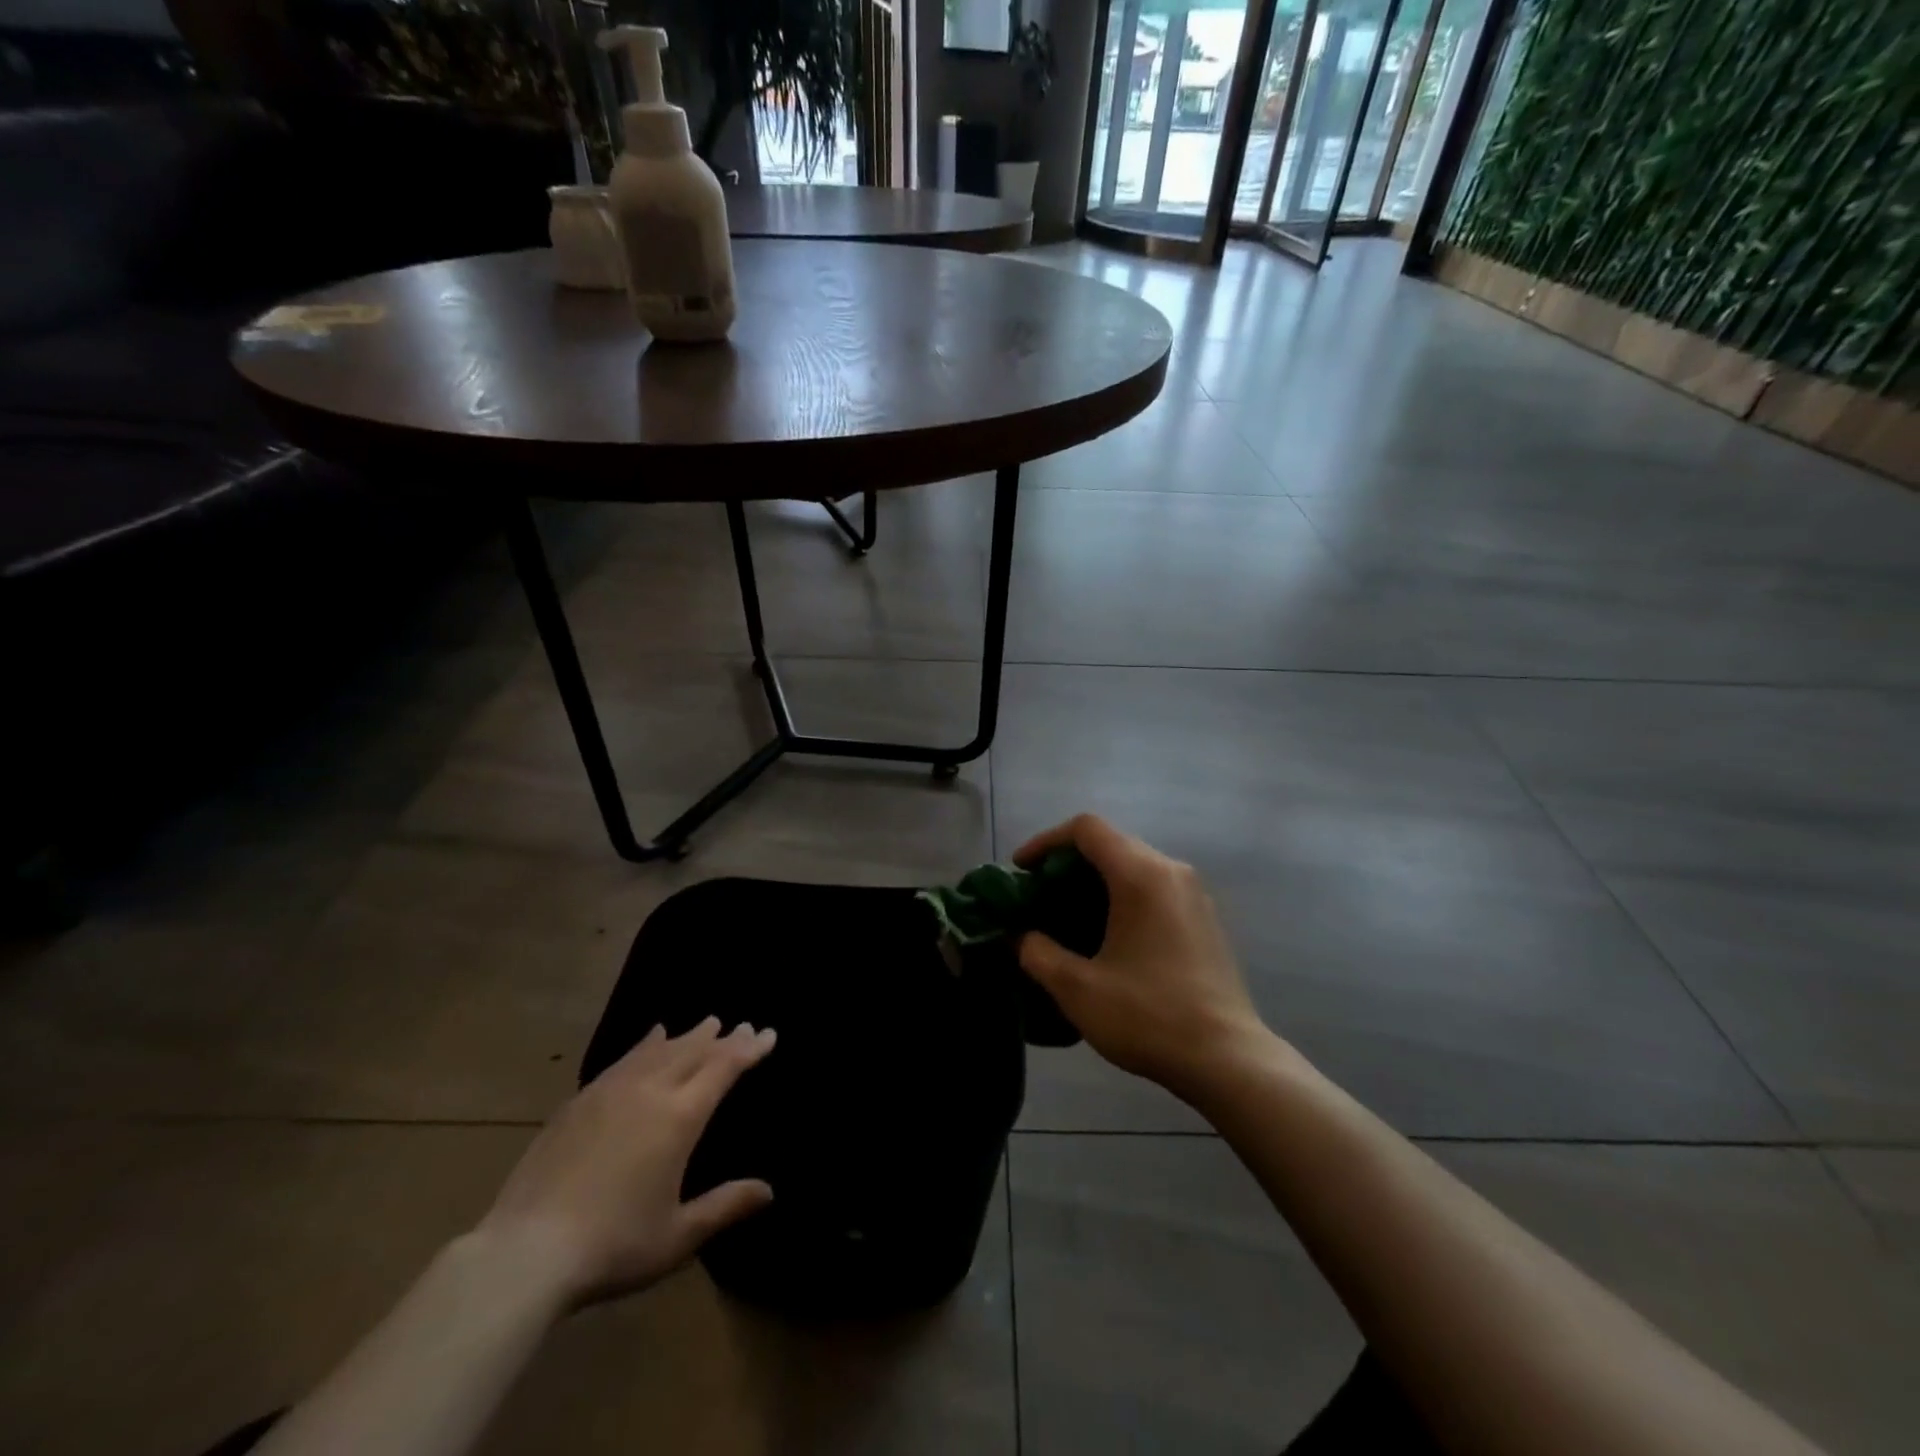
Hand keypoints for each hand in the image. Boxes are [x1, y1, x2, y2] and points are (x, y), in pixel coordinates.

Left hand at [476, 1018, 775, 1307]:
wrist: (525, 1252)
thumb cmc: (613, 1246)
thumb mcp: (677, 1236)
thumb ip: (725, 1207)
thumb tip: (769, 1191)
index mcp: (679, 1118)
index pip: (723, 1069)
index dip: (749, 1050)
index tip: (768, 1034)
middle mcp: (649, 1091)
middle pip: (693, 1052)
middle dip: (722, 1038)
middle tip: (742, 1026)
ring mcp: (610, 1091)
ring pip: (659, 1050)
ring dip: (687, 1036)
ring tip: (706, 1024)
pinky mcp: (579, 1101)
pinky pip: (624, 1059)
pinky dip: (646, 1044)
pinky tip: (650, 1039)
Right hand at [1015, 814, 1274, 1098]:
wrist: (1227, 1060)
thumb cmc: (1149, 1016)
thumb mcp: (1077, 989)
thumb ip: (1037, 953)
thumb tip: (1020, 936)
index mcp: (1141, 876)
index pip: (1086, 829)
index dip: (1046, 840)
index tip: (1022, 870)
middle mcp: (1171, 872)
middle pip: (1112, 843)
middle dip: (1068, 862)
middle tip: (1040, 896)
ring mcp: (1194, 894)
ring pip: (1135, 865)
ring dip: (1097, 880)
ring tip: (1069, 916)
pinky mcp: (1205, 919)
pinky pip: (1155, 888)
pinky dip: (1124, 896)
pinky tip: (1109, 936)